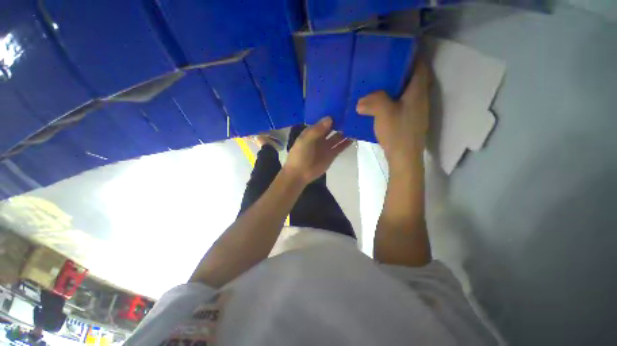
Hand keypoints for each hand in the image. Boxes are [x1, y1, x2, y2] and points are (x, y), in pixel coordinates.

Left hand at [283, 117, 352, 184]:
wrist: (300, 173)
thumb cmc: (300, 154)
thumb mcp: (306, 140)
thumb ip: (317, 129)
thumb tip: (330, 118)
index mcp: (312, 131)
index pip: (323, 121)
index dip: (331, 114)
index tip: (342, 106)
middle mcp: (320, 137)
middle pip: (332, 128)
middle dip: (340, 122)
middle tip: (352, 113)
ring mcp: (327, 146)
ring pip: (338, 136)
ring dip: (346, 131)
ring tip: (356, 123)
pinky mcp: (332, 154)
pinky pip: (341, 146)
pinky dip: (347, 142)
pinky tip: (355, 136)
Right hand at [356, 61, 429, 167]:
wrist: (403, 157)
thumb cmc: (397, 132)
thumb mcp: (383, 112)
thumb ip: (373, 101)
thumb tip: (360, 102)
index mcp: (417, 92)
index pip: (419, 67)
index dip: (412, 57)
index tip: (397, 53)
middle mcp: (420, 100)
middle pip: (412, 80)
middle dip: (399, 74)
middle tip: (382, 70)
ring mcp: (415, 113)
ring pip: (405, 95)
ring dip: (394, 90)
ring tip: (377, 88)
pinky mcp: (408, 123)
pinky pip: (400, 107)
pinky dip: (391, 103)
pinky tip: (379, 107)